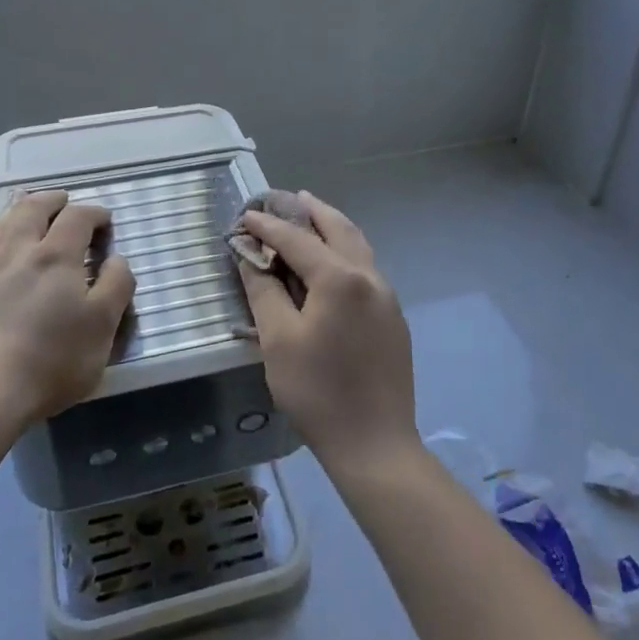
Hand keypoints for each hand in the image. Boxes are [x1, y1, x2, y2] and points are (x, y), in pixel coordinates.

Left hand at [0, 190, 135, 429]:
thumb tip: (116, 258)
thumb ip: (116, 286)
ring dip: (21, 209)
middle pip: (34, 208)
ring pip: (2, 221)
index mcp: (57, 256)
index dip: (95, 213)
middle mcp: (18, 250)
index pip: (78, 217)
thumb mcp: (103, 327)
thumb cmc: (52, 360)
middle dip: (54, 200)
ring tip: (30, 206)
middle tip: (66, 201)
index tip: (106, 222)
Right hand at [235, 192, 417, 473]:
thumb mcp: (278, 340)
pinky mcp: (393, 317)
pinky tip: (331, 263)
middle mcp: (369, 276)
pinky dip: (345, 252)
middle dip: (311, 211)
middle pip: (338, 229)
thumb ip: (263, 290)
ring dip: (332, 227)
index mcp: (340, 278)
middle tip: (287, 197)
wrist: (375, 442)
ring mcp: (387, 296)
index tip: (245, 215)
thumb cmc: (317, 391)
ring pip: (358, 246)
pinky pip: (366, 268)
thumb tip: (250, 255)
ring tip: (311, 216)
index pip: (298, 239)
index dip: (268, 226)